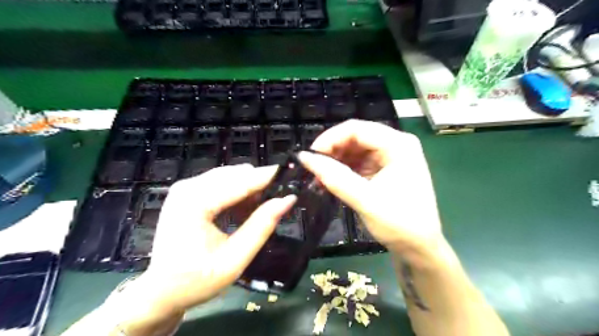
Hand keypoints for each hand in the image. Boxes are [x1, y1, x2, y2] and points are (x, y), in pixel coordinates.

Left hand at [128, 165, 294, 312]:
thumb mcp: (234, 260)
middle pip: (235, 174)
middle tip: (281, 198)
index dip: (269, 177)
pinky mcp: (188, 191)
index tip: (293, 175)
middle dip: (260, 183)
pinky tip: (246, 209)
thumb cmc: (195, 281)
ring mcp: (186, 187)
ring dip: (250, 188)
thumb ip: (262, 227)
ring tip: (263, 208)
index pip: (240, 181)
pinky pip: (221, 182)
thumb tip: (287, 200)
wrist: (160, 290)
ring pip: (230, 176)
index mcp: (194, 204)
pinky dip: (238, 192)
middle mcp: (187, 187)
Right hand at [299, 120, 443, 263]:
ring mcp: (390, 156)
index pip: (356, 129)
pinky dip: (343, 169)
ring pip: (354, 149)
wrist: (419, 248)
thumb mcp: (364, 200)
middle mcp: (395, 144)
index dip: (329, 139)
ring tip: (319, 178)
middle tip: (313, 169)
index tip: (309, 156)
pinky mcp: (384, 168)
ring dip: (335, 161)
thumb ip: (334, 177)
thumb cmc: (399, 224)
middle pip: (355, 137)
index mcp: (398, 145)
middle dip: (332, 151)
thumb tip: (304, 157)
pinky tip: (330, 181)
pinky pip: (358, 162)